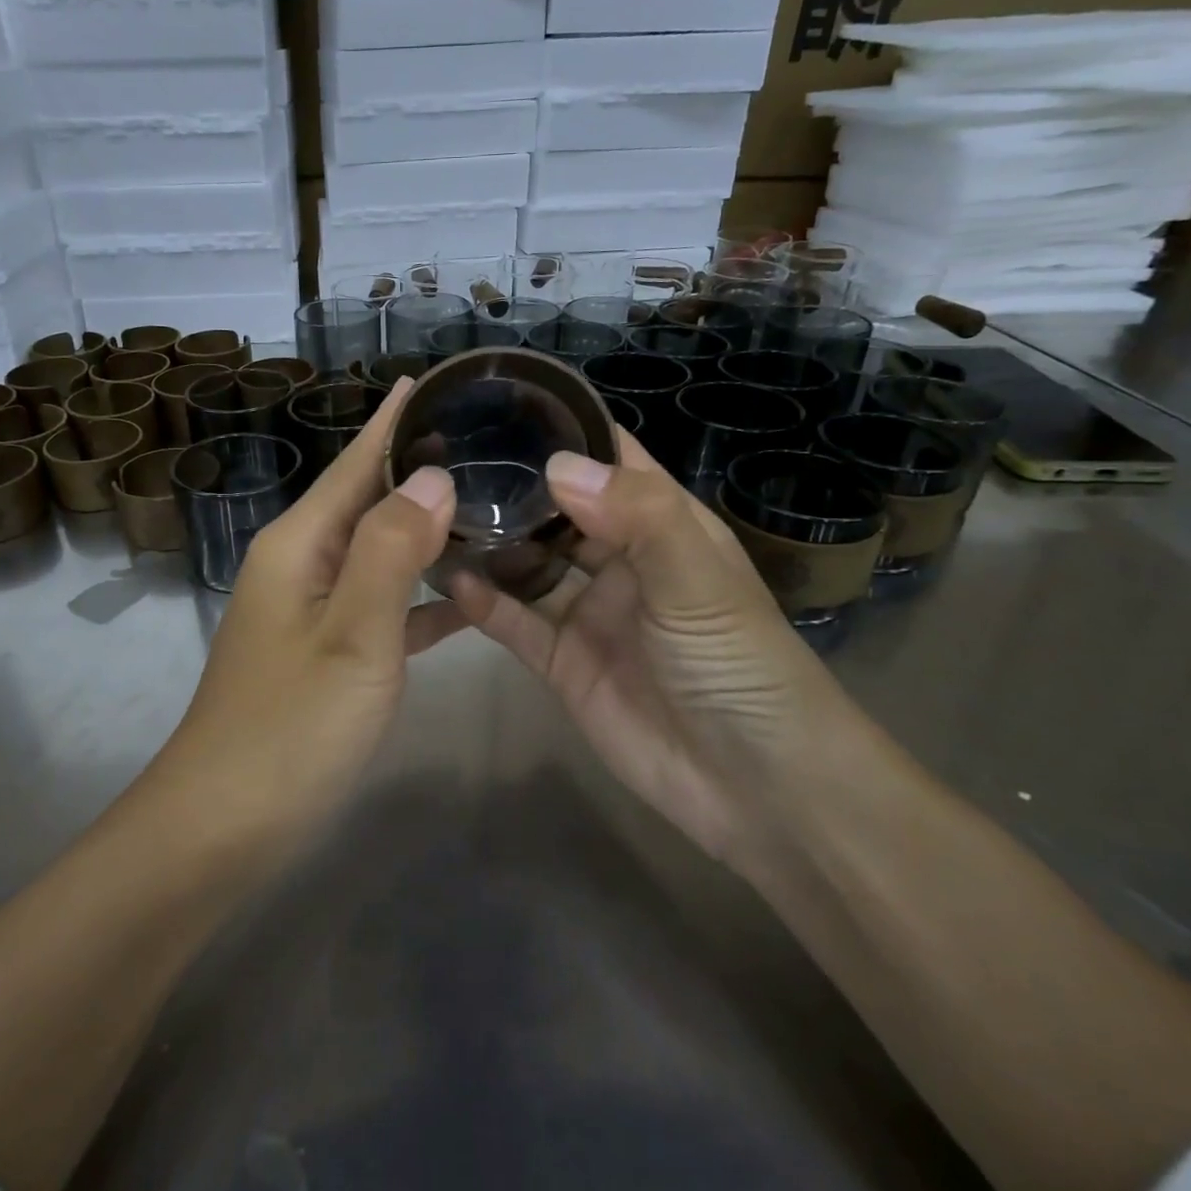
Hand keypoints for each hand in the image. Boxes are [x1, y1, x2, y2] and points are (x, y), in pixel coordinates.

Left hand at [153, 379, 464, 838]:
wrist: (223, 824)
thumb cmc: (289, 726)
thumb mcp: (353, 634)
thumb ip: (393, 550)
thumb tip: (432, 475)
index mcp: (300, 544)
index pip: (354, 463)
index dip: (392, 422)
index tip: (429, 381)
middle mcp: (301, 564)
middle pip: (366, 500)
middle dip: (417, 469)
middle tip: (484, 440)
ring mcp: (311, 611)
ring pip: (379, 553)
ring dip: (426, 531)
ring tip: (488, 506)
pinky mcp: (326, 653)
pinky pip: (382, 606)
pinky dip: (422, 596)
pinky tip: (469, 596)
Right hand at [448, 432, 865, 870]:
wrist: (756, 789)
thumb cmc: (740, 666)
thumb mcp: (698, 581)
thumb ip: (636, 517)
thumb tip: (556, 465)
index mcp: (662, 524)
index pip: (610, 459)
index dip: (565, 429)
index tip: (501, 402)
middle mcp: (620, 559)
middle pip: (558, 509)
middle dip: (512, 485)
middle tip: (446, 458)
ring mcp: (587, 610)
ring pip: (529, 563)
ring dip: (491, 542)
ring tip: (434, 512)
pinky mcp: (562, 660)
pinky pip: (515, 621)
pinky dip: (484, 602)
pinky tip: (449, 579)